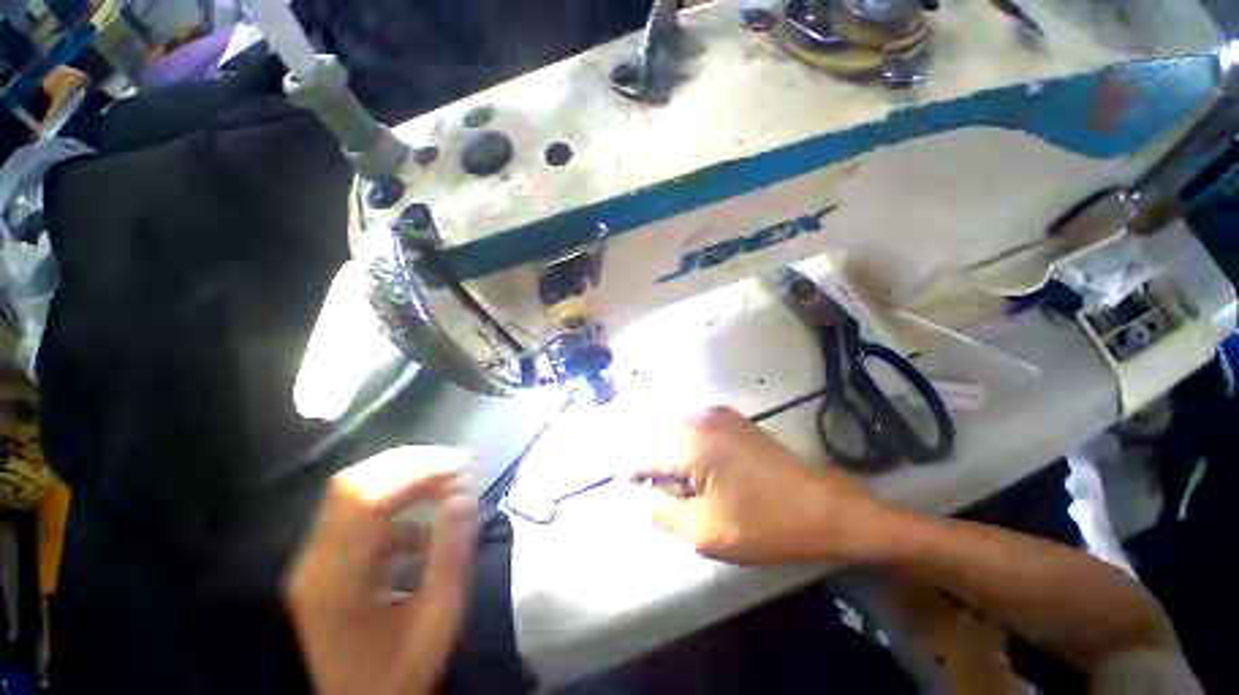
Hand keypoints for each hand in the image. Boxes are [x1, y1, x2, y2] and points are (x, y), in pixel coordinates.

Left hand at [286, 450, 476, 694]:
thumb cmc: (396, 674)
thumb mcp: (435, 623)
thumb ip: (451, 558)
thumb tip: (464, 500)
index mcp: (337, 583)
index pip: (368, 501)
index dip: (417, 472)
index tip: (462, 467)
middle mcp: (315, 564)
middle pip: (353, 484)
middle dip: (411, 463)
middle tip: (456, 465)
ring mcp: (314, 561)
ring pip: (353, 492)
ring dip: (404, 477)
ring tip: (447, 482)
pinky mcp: (323, 562)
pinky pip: (358, 514)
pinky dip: (395, 504)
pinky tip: (423, 525)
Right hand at [631, 405, 893, 565]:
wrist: (826, 508)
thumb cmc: (766, 525)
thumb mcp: (705, 532)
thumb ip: (660, 512)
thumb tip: (633, 499)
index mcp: (692, 443)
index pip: (645, 455)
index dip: (632, 476)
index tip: (626, 495)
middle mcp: (701, 419)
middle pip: (659, 442)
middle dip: (656, 469)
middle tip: (669, 500)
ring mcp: (718, 414)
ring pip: (676, 435)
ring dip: (673, 460)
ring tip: (689, 490)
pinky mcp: (732, 418)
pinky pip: (695, 431)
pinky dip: (690, 450)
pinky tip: (705, 473)